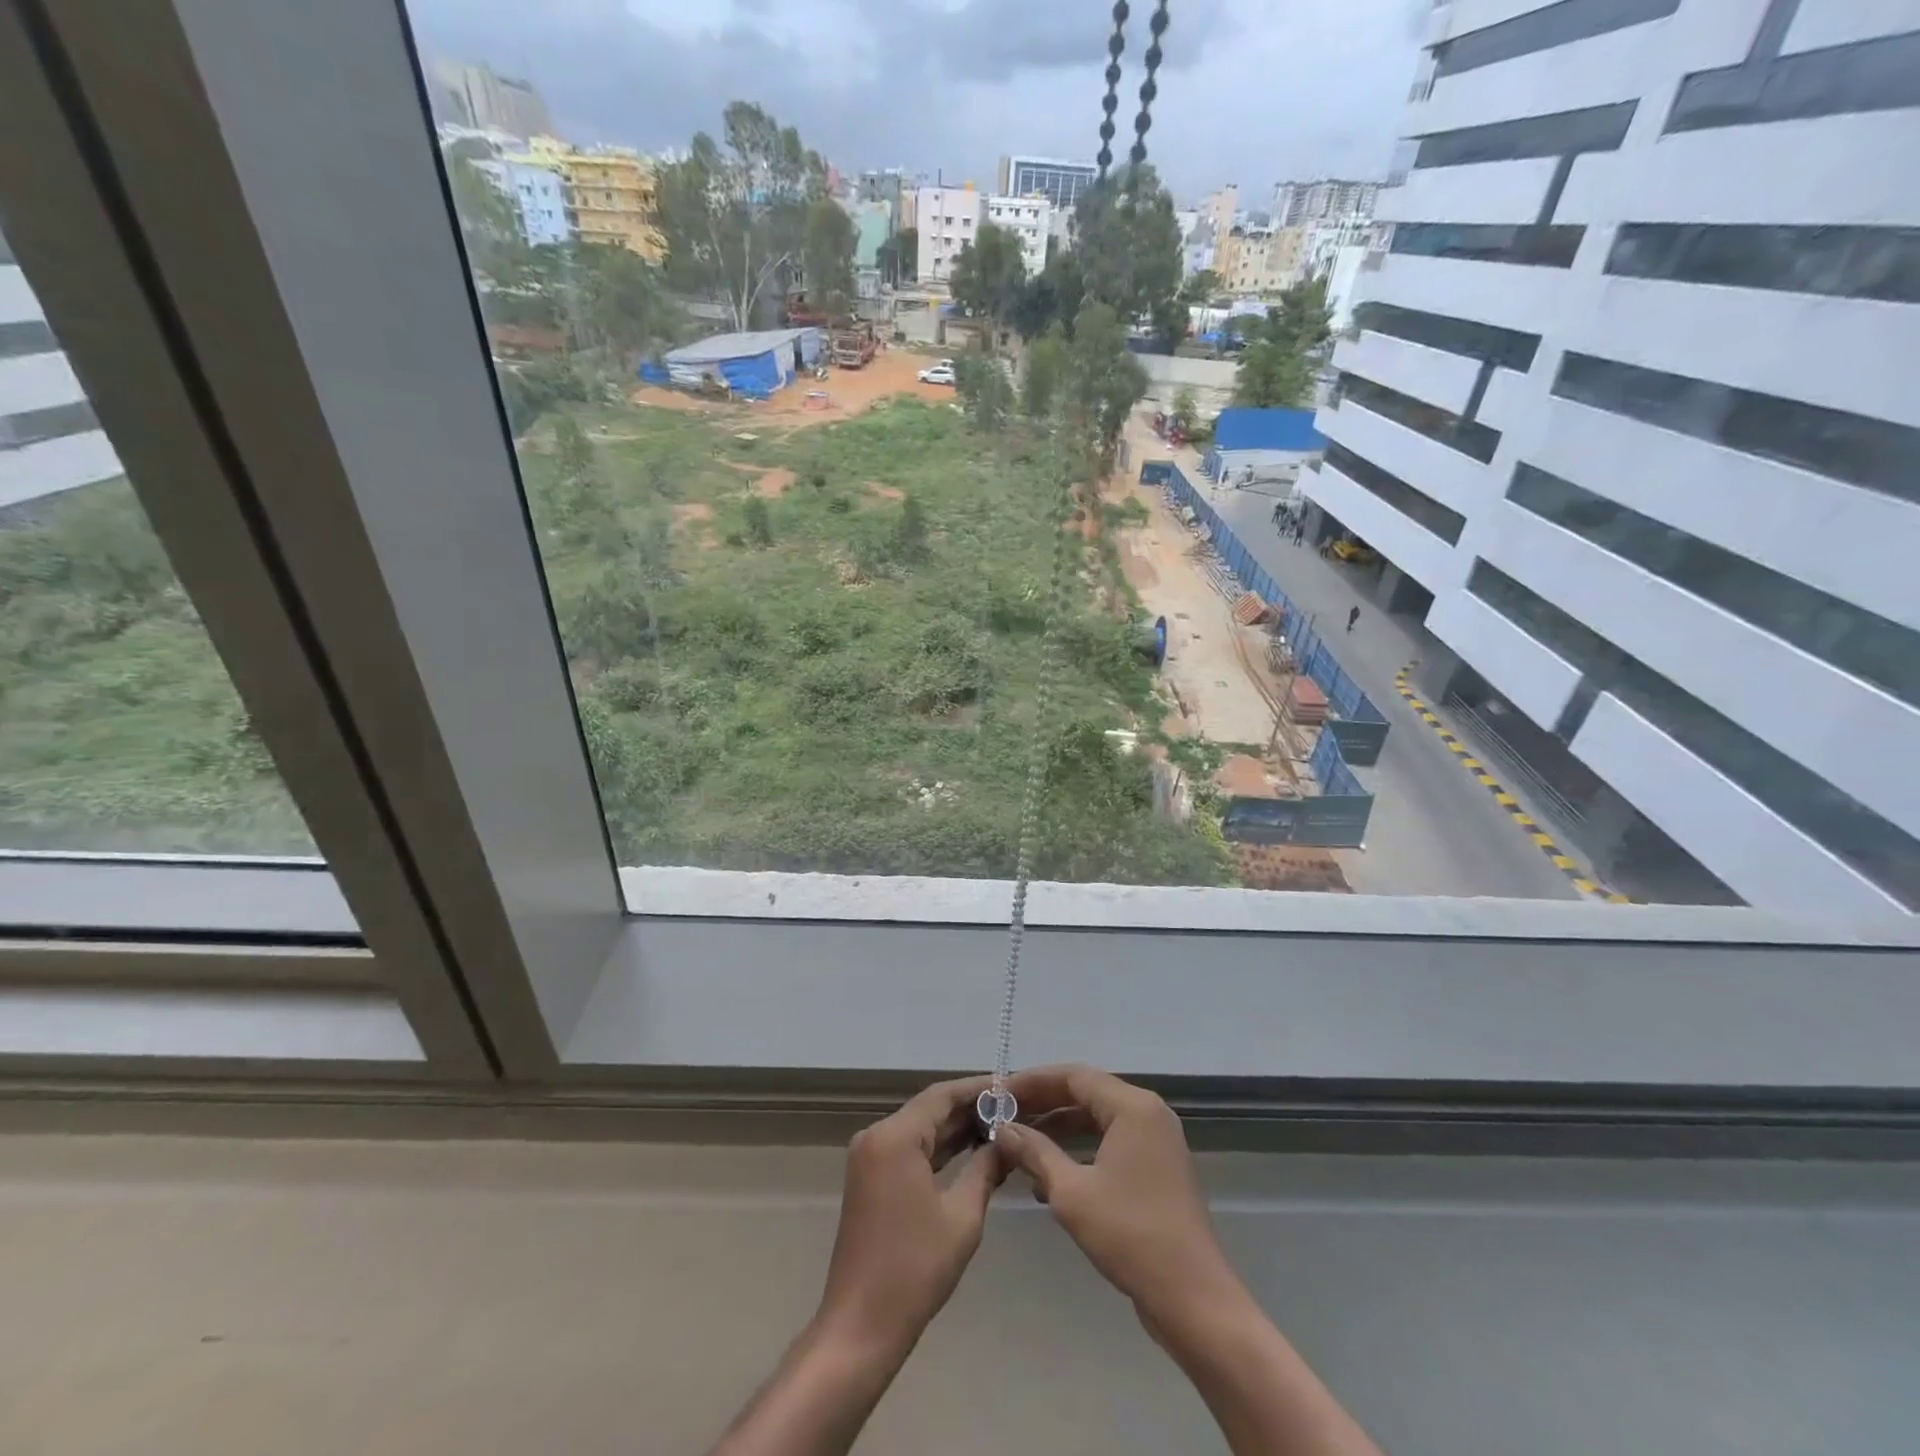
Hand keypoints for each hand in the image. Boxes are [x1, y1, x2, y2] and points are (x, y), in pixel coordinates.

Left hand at [815, 1074, 1009, 1358]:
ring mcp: (869, 1157)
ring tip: (1000, 1126)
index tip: (1010, 1086)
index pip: (941, 1095)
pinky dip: (938, 1148)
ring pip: (920, 1128)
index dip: (977, 1089)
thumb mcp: (962, 1216)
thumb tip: (1010, 1143)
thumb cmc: (914, 1269)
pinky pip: (909, 1149)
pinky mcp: (870, 1177)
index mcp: (895, 1137)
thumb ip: (986, 1169)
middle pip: (929, 1109)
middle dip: (969, 1109)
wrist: (861, 1325)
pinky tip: (971, 1150)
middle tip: (1013, 1109)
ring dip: (955, 1129)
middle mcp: (876, 1136)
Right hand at [998, 1065, 1242, 1333]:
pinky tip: (1050, 1173)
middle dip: (1044, 1104)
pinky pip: (1111, 1140)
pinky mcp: (1158, 1166)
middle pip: (1087, 1092)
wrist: (1193, 1299)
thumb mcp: (1071, 1193)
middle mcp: (1148, 1112)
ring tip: (1020, 1143)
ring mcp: (1157, 1140)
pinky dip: (1081, 1149)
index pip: (1074, 1076)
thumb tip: (1002, 1129)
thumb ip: (1035, 1153)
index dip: (1033, 1082)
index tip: (998, 1094)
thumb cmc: (1130, 1236)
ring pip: (1098, 1118)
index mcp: (1133, 1106)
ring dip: (1059, 1128)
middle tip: (1004, 1116)